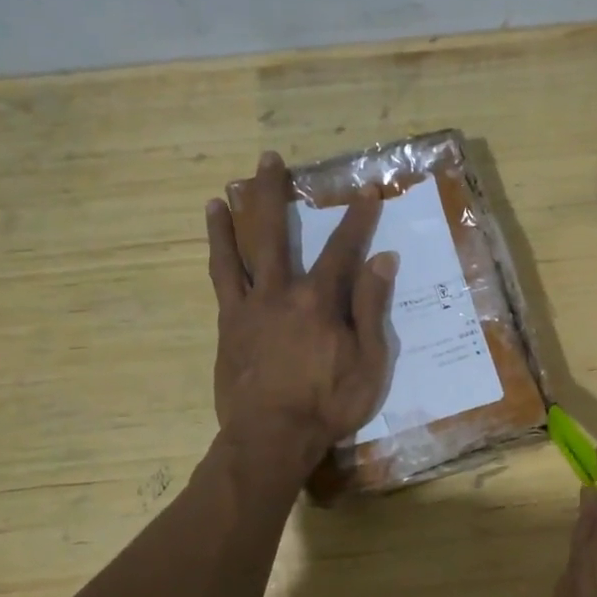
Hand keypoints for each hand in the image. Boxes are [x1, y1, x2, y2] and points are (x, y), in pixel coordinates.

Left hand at [206, 152, 397, 464]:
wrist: (271, 437)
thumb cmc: (328, 404)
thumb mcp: (369, 361)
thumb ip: (371, 307)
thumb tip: (381, 259)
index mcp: (320, 300)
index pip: (343, 248)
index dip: (357, 217)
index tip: (365, 189)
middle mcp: (280, 291)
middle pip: (276, 232)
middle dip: (274, 193)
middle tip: (270, 159)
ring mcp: (249, 306)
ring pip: (239, 251)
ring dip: (234, 216)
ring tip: (224, 190)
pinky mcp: (228, 325)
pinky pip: (221, 281)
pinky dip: (218, 254)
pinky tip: (215, 240)